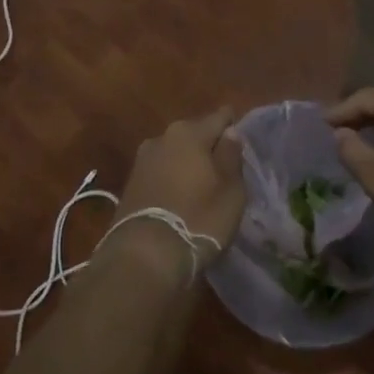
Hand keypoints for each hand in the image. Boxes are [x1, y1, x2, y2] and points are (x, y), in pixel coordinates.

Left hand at [107, 107, 244, 273]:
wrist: (143, 256)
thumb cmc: (198, 218)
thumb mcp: (230, 190)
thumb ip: (232, 157)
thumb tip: (231, 133)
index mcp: (190, 132)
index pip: (220, 117)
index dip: (234, 126)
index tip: (243, 139)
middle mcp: (163, 137)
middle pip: (195, 134)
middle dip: (209, 145)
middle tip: (224, 166)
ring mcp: (143, 160)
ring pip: (175, 153)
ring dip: (188, 163)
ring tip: (202, 184)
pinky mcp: (130, 184)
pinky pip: (160, 172)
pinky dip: (172, 179)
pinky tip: (180, 196)